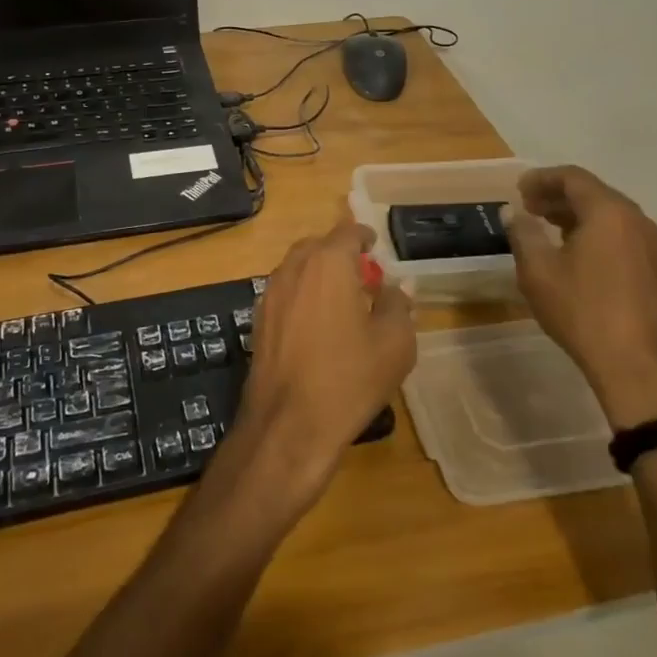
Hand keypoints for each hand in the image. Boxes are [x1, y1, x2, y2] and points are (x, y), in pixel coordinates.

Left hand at [226, 221, 415, 514]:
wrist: (289, 425)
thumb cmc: (349, 378)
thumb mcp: (394, 343)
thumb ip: (398, 304)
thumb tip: (399, 285)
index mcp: (328, 263)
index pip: (347, 232)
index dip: (363, 235)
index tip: (375, 244)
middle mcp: (294, 268)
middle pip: (317, 246)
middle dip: (339, 253)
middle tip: (361, 273)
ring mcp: (270, 294)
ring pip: (297, 268)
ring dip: (317, 273)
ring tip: (340, 297)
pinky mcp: (257, 320)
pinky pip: (284, 293)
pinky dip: (301, 294)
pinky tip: (315, 323)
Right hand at [505, 166, 656, 430]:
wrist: (639, 368)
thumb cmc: (583, 311)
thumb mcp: (538, 271)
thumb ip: (523, 233)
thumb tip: (514, 213)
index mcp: (610, 212)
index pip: (573, 178)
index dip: (542, 178)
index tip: (519, 189)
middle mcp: (639, 220)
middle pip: (595, 194)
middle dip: (559, 197)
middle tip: (529, 208)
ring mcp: (655, 246)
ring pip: (612, 216)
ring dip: (578, 217)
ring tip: (549, 230)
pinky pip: (624, 237)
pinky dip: (598, 234)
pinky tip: (578, 256)